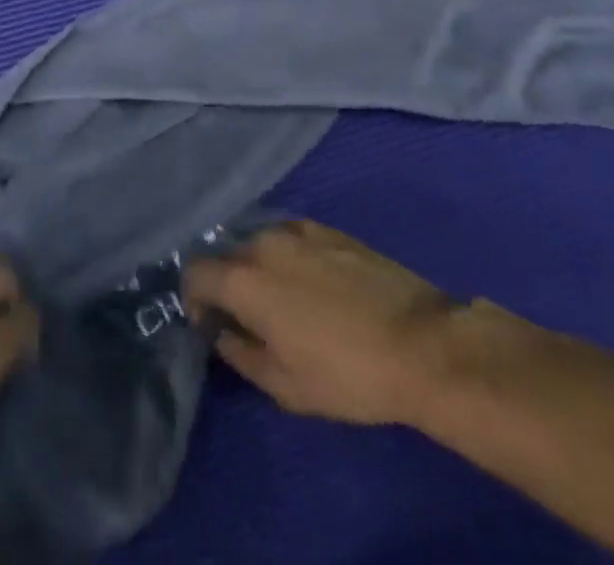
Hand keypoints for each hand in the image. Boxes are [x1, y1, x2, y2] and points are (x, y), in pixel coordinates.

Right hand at [184, 219, 454, 429]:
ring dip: (258, 268)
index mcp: (244, 278)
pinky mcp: (328, 228)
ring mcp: (298, 229)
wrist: (420, 343)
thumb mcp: (284, 385)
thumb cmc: (346, 373)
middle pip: (227, 255)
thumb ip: (240, 354)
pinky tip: (312, 284)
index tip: (211, 324)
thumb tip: (222, 333)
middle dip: (227, 283)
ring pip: (259, 243)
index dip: (194, 298)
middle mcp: (263, 242)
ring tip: (283, 300)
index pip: (194, 272)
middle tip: (249, 317)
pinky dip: (287, 256)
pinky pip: (291, 236)